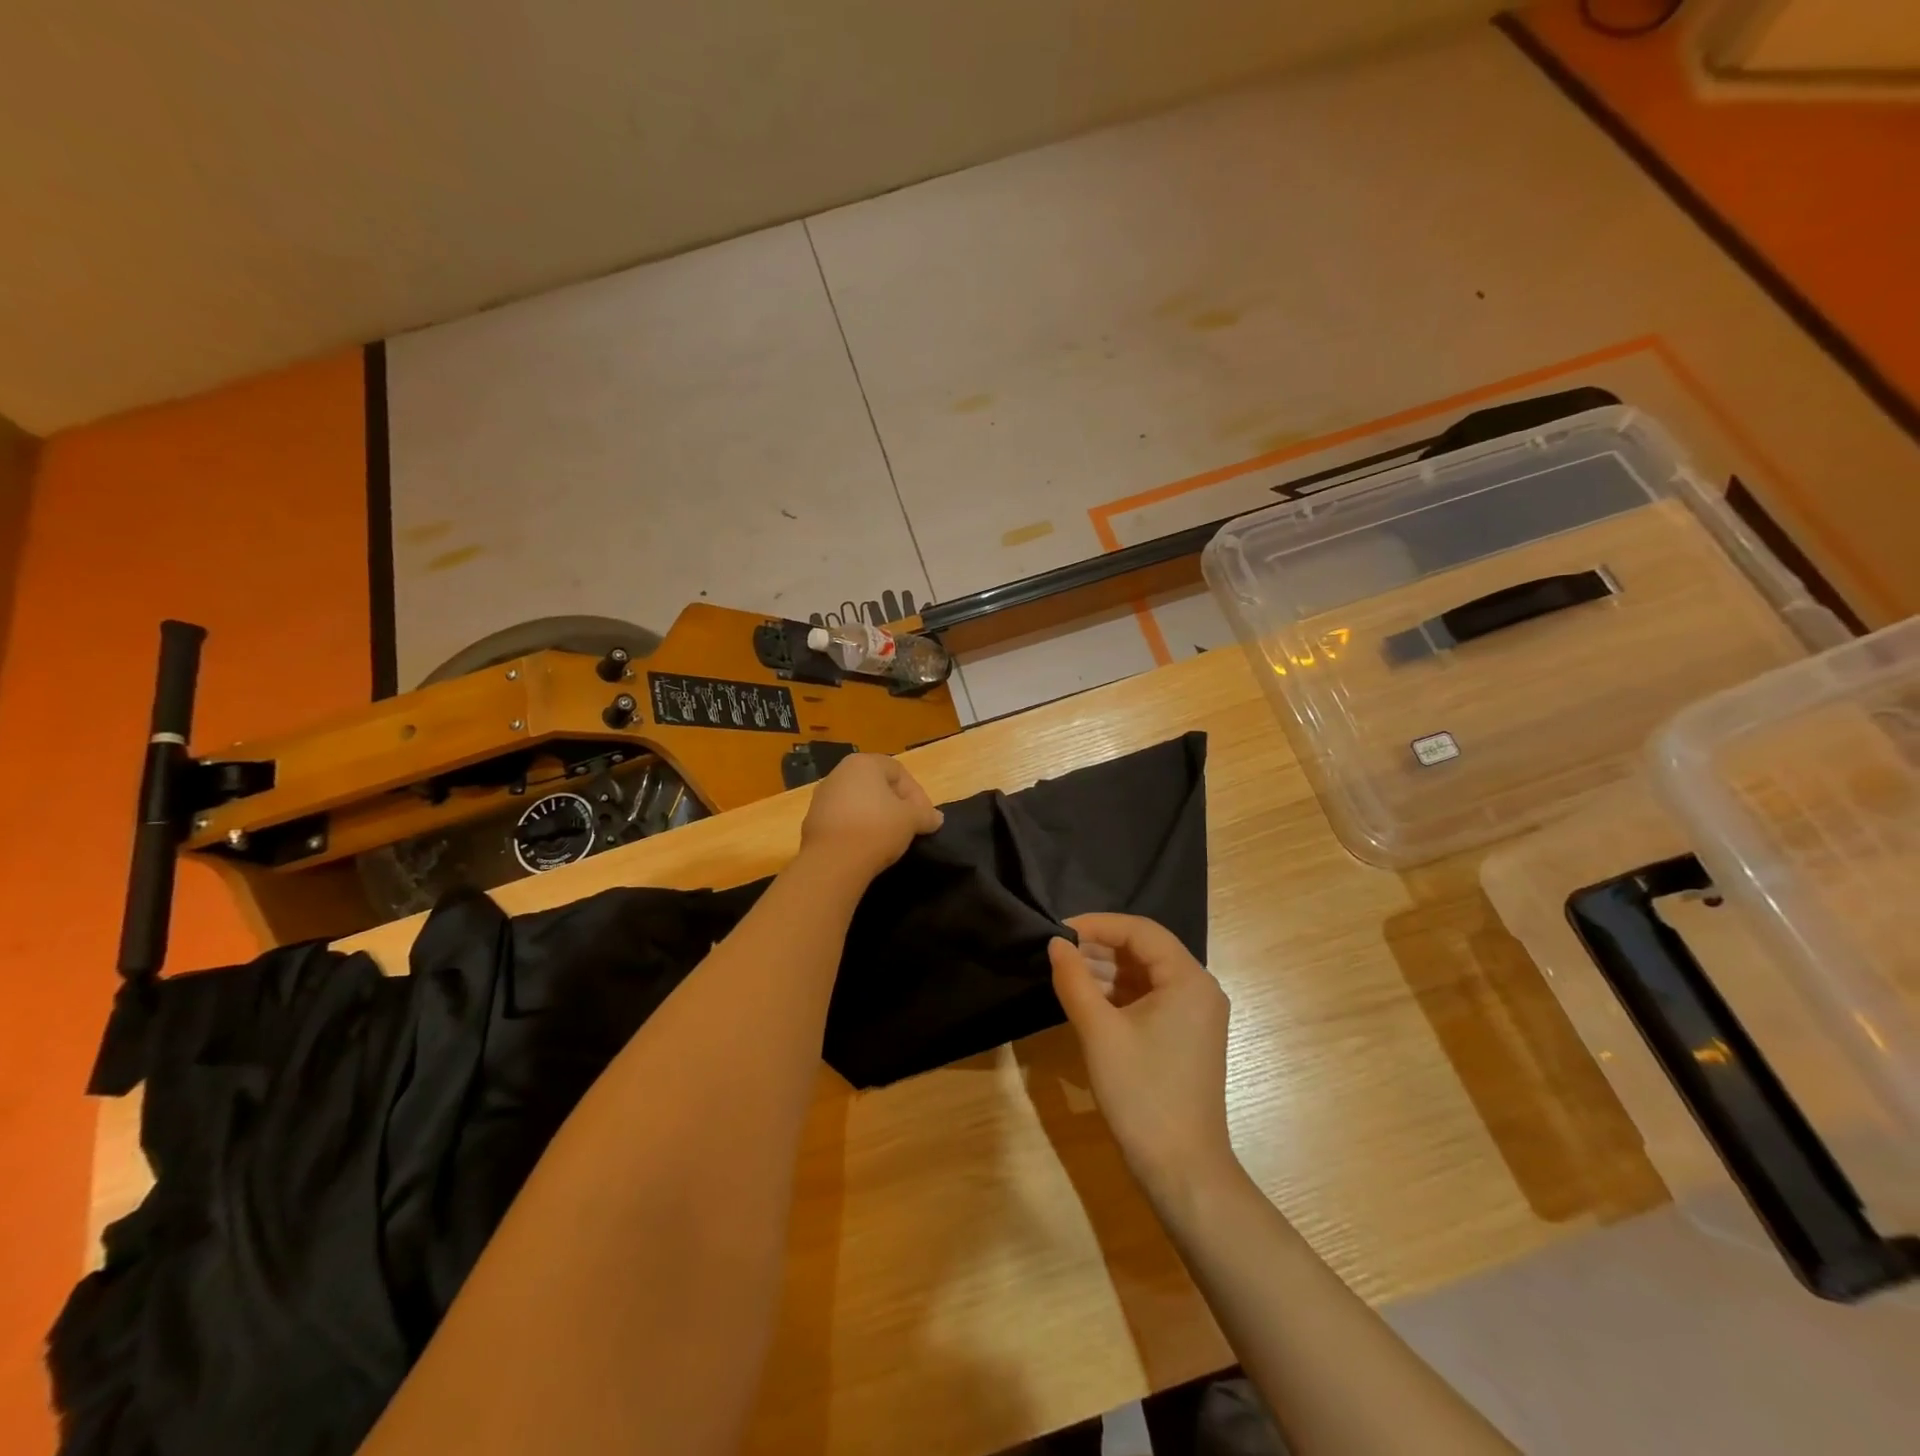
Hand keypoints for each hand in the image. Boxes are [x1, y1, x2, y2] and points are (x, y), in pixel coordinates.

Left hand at [799, 753, 943, 879]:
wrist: (832, 862)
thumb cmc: (877, 828)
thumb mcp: (911, 820)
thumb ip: (926, 815)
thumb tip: (936, 818)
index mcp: (863, 763)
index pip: (899, 772)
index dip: (917, 794)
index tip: (925, 818)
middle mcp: (839, 773)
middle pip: (877, 785)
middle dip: (897, 804)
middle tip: (910, 826)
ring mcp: (822, 797)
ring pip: (859, 802)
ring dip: (877, 817)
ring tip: (890, 839)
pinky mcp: (812, 821)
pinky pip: (844, 819)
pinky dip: (858, 829)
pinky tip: (867, 847)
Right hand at [1049, 913, 1235, 1201]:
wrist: (1182, 1170)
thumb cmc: (1142, 1093)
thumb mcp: (1099, 1031)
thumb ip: (1074, 979)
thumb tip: (1056, 943)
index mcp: (1188, 979)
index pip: (1140, 931)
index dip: (1097, 924)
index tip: (1059, 931)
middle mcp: (1199, 989)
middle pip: (1144, 950)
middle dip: (1099, 948)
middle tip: (1057, 953)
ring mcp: (1194, 1016)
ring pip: (1144, 976)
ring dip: (1105, 972)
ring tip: (1064, 974)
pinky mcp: (1185, 1038)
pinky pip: (1149, 1000)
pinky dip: (1118, 995)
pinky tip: (1086, 1001)